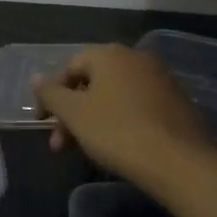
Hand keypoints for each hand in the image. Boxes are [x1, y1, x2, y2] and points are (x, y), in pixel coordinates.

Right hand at [33, 45, 216, 183]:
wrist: (180, 162)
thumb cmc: (118, 132)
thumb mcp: (75, 114)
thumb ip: (51, 94)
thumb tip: (36, 78)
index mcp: (110, 54)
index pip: (70, 66)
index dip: (52, 95)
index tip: (44, 123)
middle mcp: (136, 58)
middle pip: (93, 82)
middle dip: (72, 113)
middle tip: (60, 145)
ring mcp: (160, 79)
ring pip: (115, 96)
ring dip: (93, 120)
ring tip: (86, 151)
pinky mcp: (177, 102)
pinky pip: (137, 107)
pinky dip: (121, 122)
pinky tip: (118, 147)